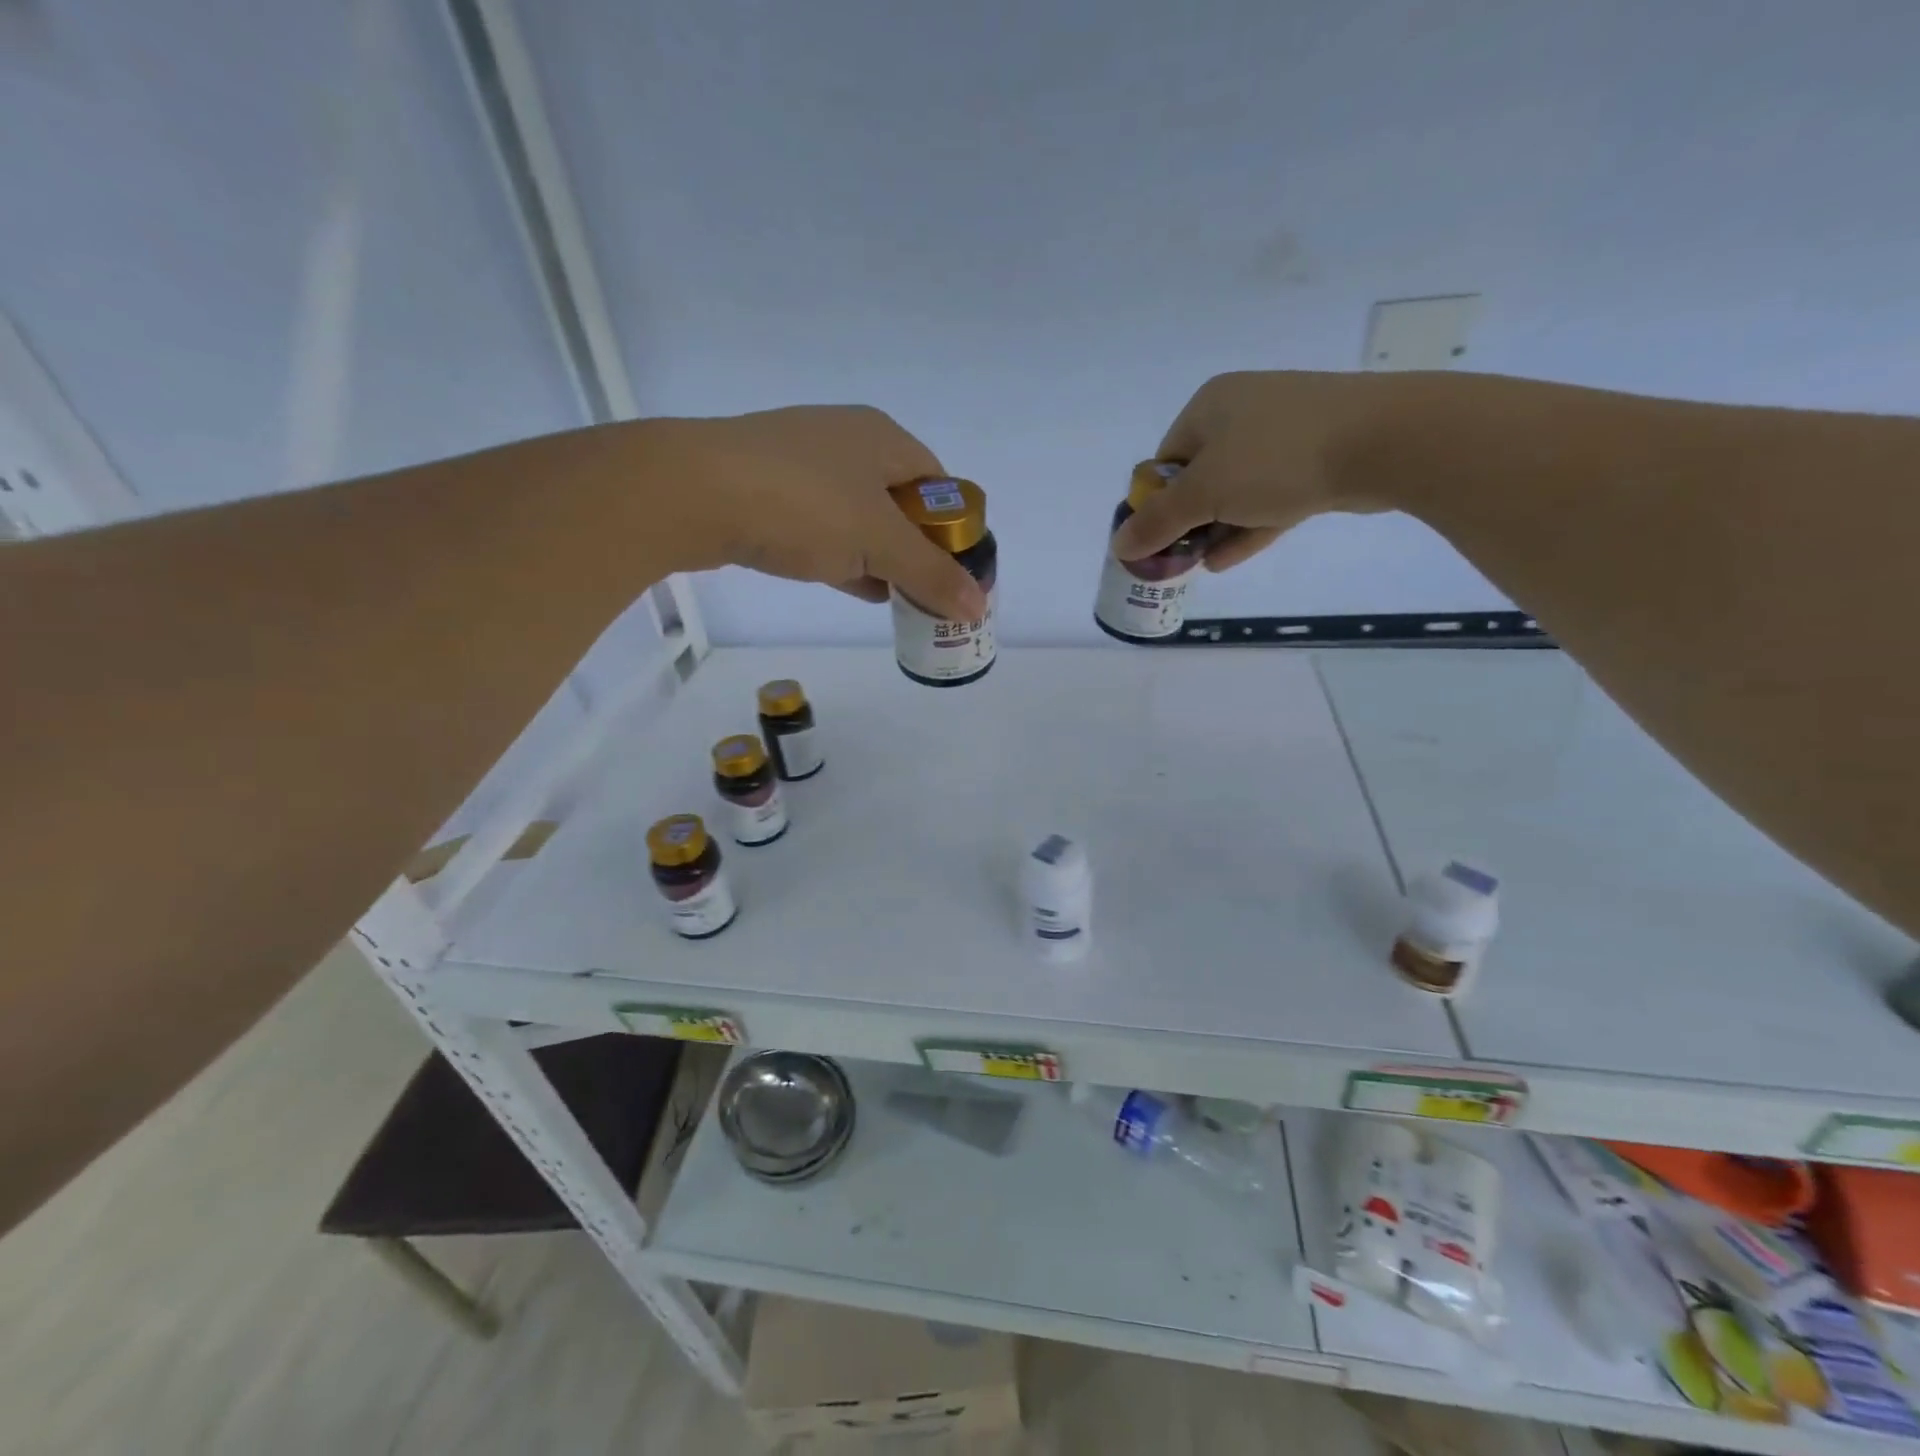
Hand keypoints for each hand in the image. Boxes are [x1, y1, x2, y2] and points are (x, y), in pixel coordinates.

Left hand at [648, 405, 986, 619]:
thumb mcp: (879, 544)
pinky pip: (822, 527)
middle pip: (900, 502)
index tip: (957, 573)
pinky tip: (856, 587)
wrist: (692, 492)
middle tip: (928, 591)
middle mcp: (847, 441)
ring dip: (880, 557)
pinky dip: (844, 557)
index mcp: (883, 438)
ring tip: (897, 597)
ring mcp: (803, 465)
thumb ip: (931, 575)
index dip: (954, 530)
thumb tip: (979, 607)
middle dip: (917, 549)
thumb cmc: (804, 505)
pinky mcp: (769, 491)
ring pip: (859, 517)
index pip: (939, 485)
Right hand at [1110, 372, 1407, 569]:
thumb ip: (1158, 522)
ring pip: (1236, 490)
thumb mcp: (1204, 493)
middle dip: (1187, 521)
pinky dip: (1247, 527)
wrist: (1384, 440)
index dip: (1156, 503)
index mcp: (1210, 406)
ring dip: (1215, 529)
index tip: (1157, 539)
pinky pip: (1269, 496)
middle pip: (1199, 477)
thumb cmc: (1276, 458)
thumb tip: (1118, 546)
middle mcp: (1244, 411)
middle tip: (1178, 558)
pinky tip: (1226, 559)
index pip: (1166, 460)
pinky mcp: (1316, 458)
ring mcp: (1284, 434)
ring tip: (1199, 566)